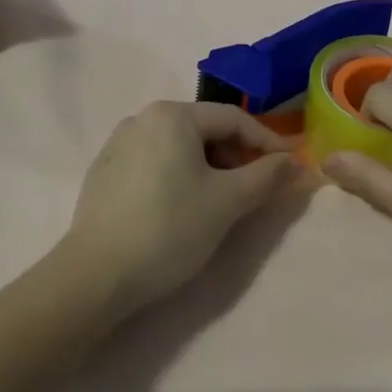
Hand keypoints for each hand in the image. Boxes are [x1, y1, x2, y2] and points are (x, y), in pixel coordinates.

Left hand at [64, 101, 297, 316]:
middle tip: (252, 191)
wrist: (94, 277)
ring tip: (218, 204)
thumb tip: (297, 163)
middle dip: (235, 157)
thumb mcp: (227, 202)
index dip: (267, 142)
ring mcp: (118, 144)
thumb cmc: (169, 229)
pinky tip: (179, 211)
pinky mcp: (103, 172)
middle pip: (204, 130)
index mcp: (173, 114)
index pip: (233, 119)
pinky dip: (177, 178)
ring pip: (179, 147)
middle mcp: (142, 118)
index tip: (289, 167)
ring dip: (207, 168)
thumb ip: (267, 177)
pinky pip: (153, 163)